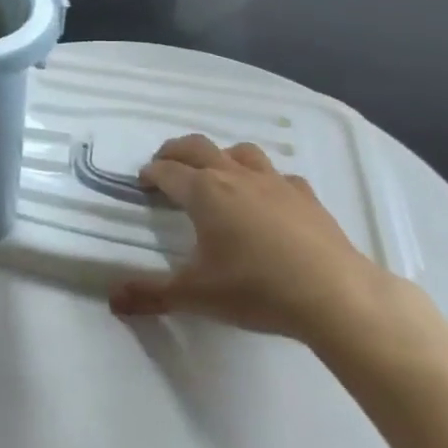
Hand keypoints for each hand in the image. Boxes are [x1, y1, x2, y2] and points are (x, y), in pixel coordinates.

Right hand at [109, 135, 388, 343]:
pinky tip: (268, 198)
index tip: (142, 182)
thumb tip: (111, 299)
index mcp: (203, 192)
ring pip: (240, 151)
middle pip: (198, 147)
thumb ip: (151, 294)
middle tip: (165, 164)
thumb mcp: (195, 296)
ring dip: (221, 156)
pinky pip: (279, 175)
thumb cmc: (256, 289)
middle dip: (176, 151)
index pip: (167, 171)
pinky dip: (265, 179)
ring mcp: (274, 183)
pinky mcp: (306, 197)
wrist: (335, 296)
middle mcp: (235, 176)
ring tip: (215, 173)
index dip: (151, 173)